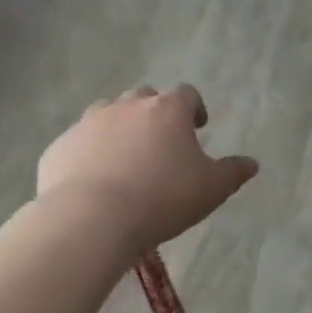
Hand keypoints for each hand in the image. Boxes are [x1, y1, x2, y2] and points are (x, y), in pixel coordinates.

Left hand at [37, 85, 257, 248]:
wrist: (91, 218)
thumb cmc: (162, 198)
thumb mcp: (212, 189)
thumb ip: (233, 172)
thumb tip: (252, 163)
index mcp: (167, 110)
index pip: (187, 94)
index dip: (195, 108)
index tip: (199, 128)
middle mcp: (127, 107)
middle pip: (144, 98)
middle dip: (155, 114)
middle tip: (162, 143)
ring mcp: (88, 123)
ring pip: (107, 114)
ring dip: (120, 128)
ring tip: (127, 159)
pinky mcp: (59, 147)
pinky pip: (79, 143)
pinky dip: (90, 153)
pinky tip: (96, 180)